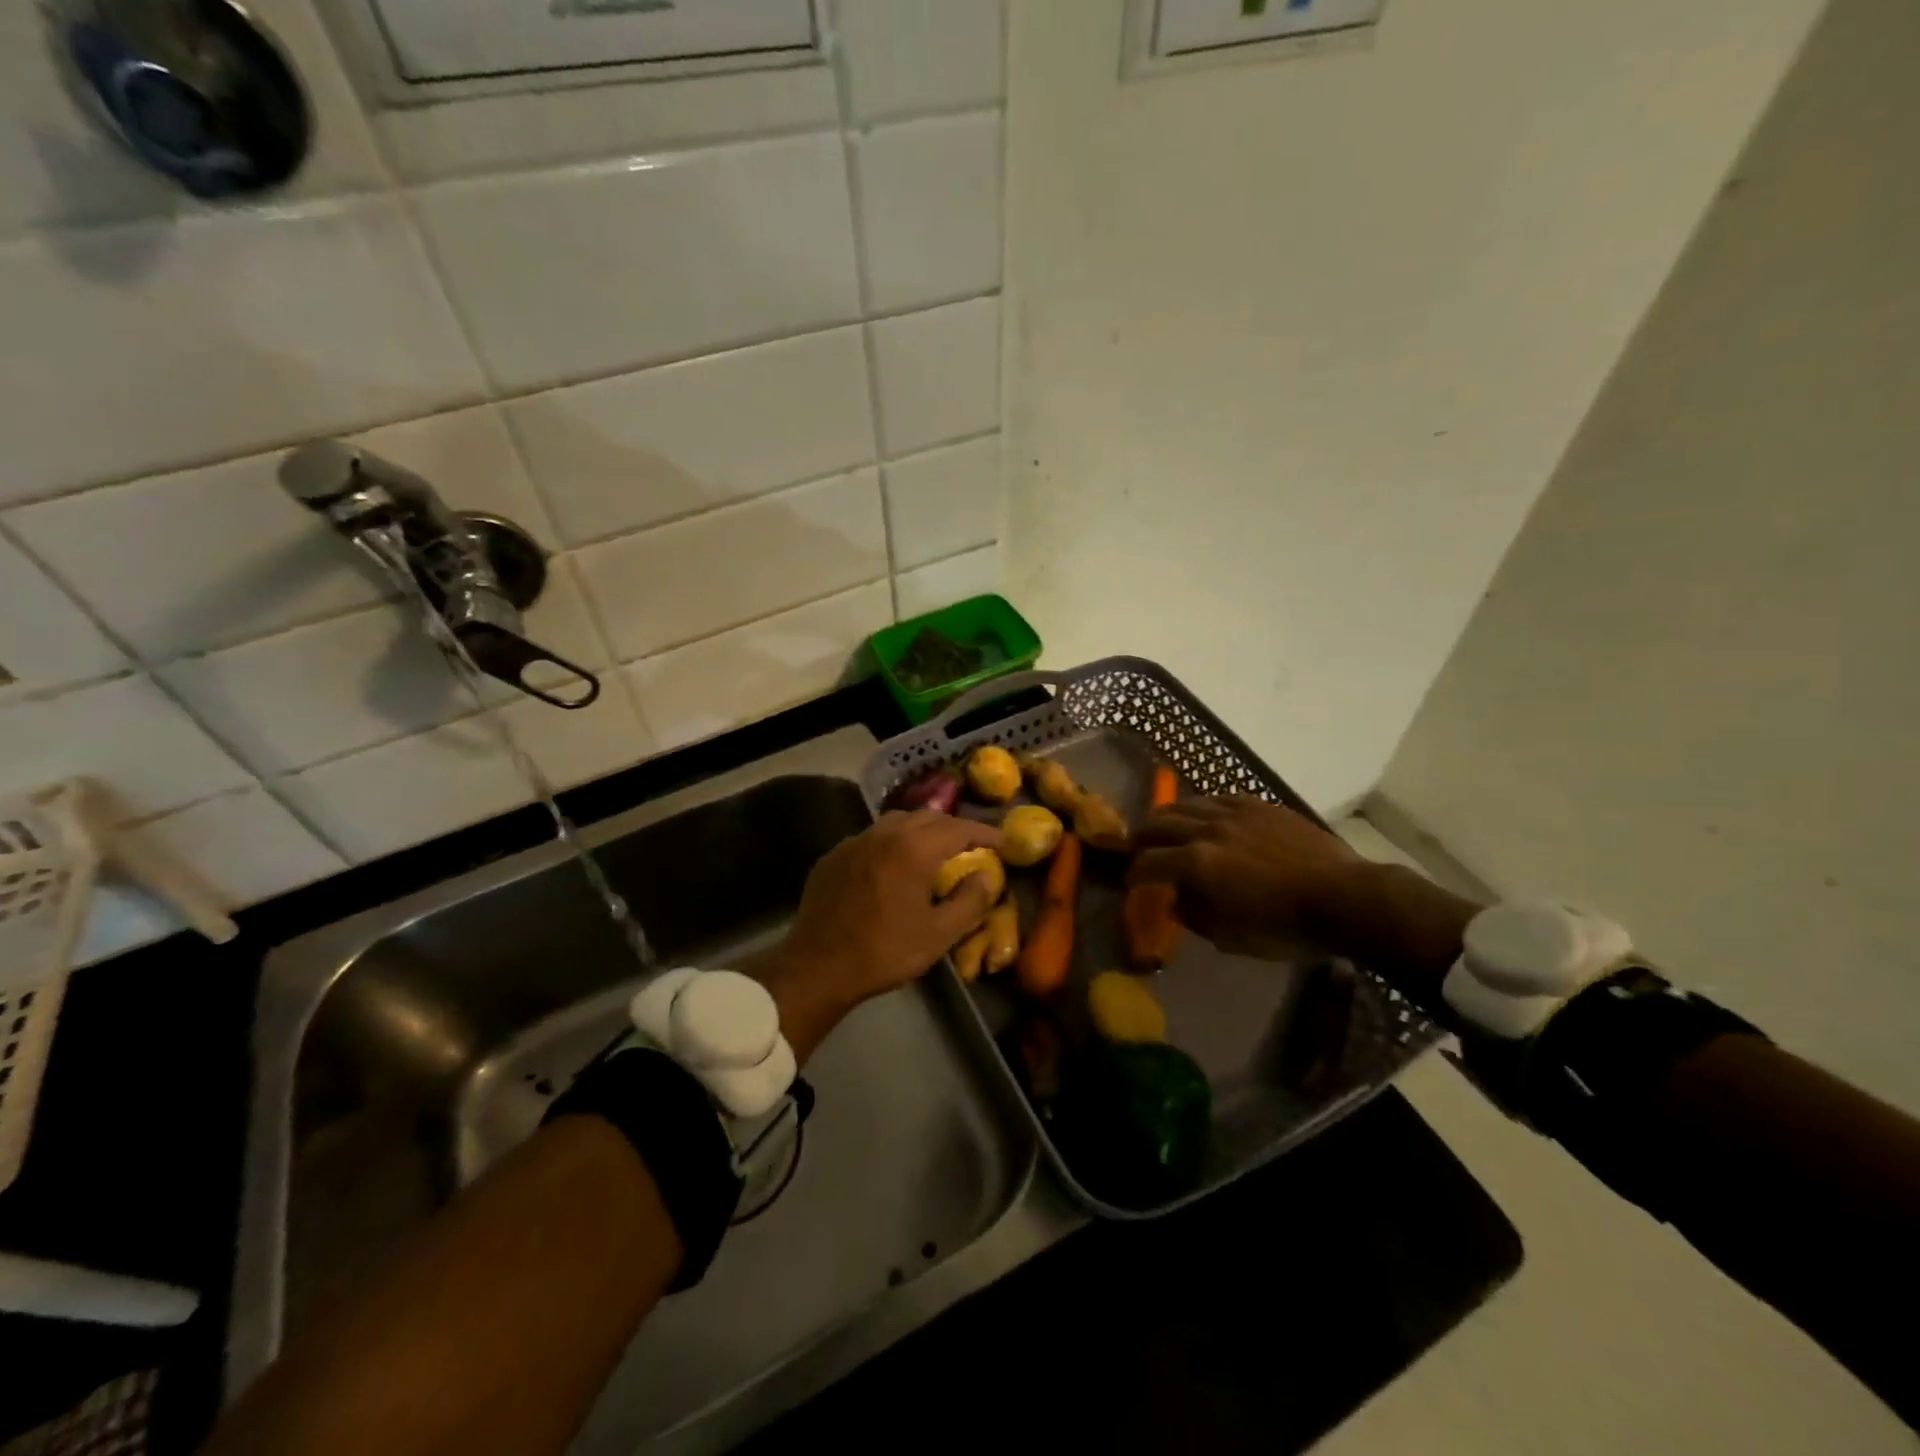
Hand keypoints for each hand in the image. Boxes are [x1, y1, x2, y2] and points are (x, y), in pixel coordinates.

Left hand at [755, 811, 1002, 1062]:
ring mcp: (855, 841)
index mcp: (914, 849)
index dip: (984, 832)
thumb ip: (970, 901)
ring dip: (921, 829)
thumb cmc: (884, 951)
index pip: (959, 828)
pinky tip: (892, 863)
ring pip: (896, 821)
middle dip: (953, 826)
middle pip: (928, 817)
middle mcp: (885, 834)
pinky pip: (871, 837)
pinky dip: (891, 842)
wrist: (818, 966)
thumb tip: (988, 876)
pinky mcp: (834, 855)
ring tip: (933, 848)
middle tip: (970, 844)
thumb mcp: (939, 935)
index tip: (1002, 841)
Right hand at [1131, 796, 1480, 1003]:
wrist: (1345, 898)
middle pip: (1159, 824)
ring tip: (1164, 827)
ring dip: (1168, 817)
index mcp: (1196, 864)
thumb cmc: (1285, 927)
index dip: (1133, 874)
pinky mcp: (1259, 805)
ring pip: (1186, 804)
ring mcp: (1234, 812)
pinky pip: (1219, 797)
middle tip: (1137, 849)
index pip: (1147, 863)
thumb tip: (1177, 902)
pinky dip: (1202, 807)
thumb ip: (1195, 917)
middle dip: (1141, 837)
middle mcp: (1207, 830)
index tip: (1130, 883)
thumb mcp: (1232, 938)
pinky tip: (1205, 815)